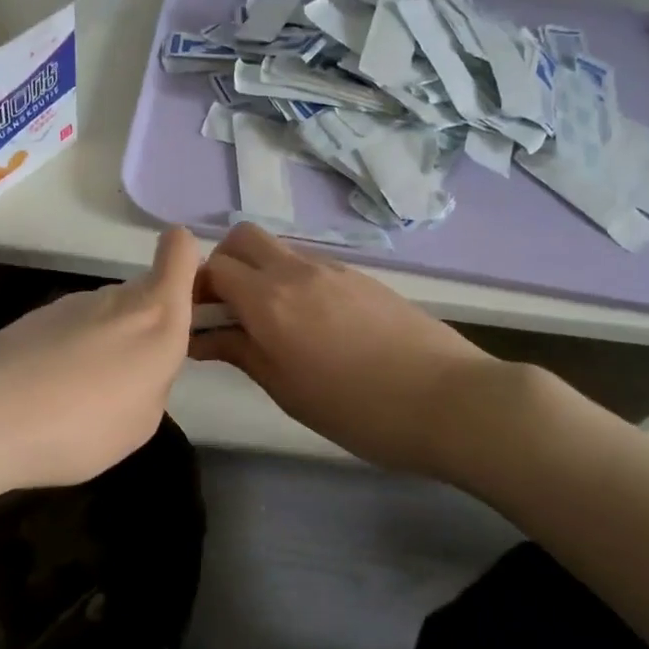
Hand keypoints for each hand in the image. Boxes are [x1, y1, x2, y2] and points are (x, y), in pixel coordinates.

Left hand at [0, 227, 201, 493]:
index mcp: (156, 318)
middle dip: (144, 327)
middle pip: (144, 294)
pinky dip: (69, 353)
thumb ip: (153, 380)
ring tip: (80, 398)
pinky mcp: (34, 316)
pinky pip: (70, 329)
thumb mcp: (142, 422)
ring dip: (104, 343)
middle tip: (127, 381)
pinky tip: (46, 394)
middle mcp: (117, 298)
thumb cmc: (82, 426)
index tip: (185, 299)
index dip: (188, 263)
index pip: (180, 252)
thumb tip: (139, 365)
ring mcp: (72, 303)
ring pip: (106, 314)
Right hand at [189, 223, 499, 472]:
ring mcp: (334, 269)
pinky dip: (294, 281)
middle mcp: (297, 272)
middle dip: (225, 264)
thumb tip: (203, 337)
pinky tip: (316, 325)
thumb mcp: (289, 391)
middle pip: (244, 238)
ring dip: (261, 272)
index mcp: (270, 301)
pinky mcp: (362, 277)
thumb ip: (242, 353)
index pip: (213, 267)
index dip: (197, 289)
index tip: (200, 322)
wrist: (451, 400)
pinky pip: (312, 265)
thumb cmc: (358, 410)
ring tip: (274, 323)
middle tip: (231, 311)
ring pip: (279, 249)